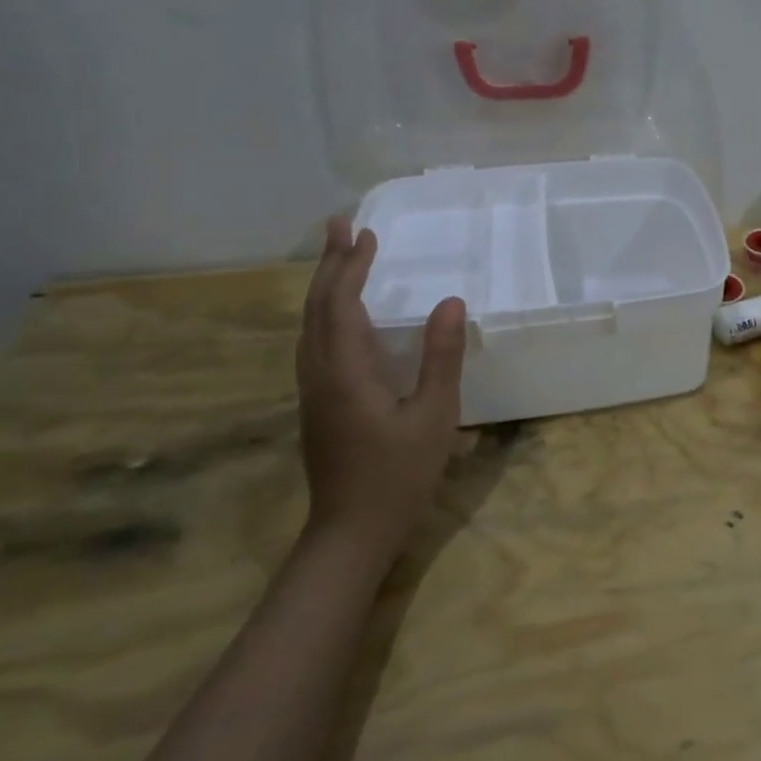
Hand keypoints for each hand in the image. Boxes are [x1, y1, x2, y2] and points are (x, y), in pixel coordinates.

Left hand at [296, 216, 466, 553]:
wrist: (351, 534)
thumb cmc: (398, 476)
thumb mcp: (434, 416)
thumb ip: (441, 357)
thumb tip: (450, 301)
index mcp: (345, 372)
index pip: (340, 304)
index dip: (350, 266)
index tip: (365, 233)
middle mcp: (319, 374)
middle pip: (316, 308)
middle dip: (330, 265)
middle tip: (342, 226)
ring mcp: (313, 391)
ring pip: (310, 326)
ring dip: (324, 286)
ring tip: (341, 258)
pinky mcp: (318, 404)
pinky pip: (315, 343)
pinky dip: (327, 313)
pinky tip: (342, 315)